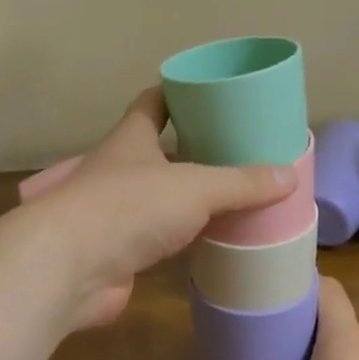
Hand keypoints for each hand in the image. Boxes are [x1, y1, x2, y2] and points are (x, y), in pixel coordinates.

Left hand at [29, 87, 294, 330]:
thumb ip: (241, 183)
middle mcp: (120, 169)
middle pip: (159, 150)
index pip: (153, 102)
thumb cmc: (129, 207)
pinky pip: (159, 237)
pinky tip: (212, 240)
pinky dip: (184, 237)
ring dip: (188, 196)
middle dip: (193, 148)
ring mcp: (116, 211)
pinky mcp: (119, 251)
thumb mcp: (194, 186)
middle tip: (237, 150)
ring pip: (159, 195)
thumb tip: (289, 175)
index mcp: (132, 139)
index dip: (177, 92)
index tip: (208, 92)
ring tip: (233, 195)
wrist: (70, 267)